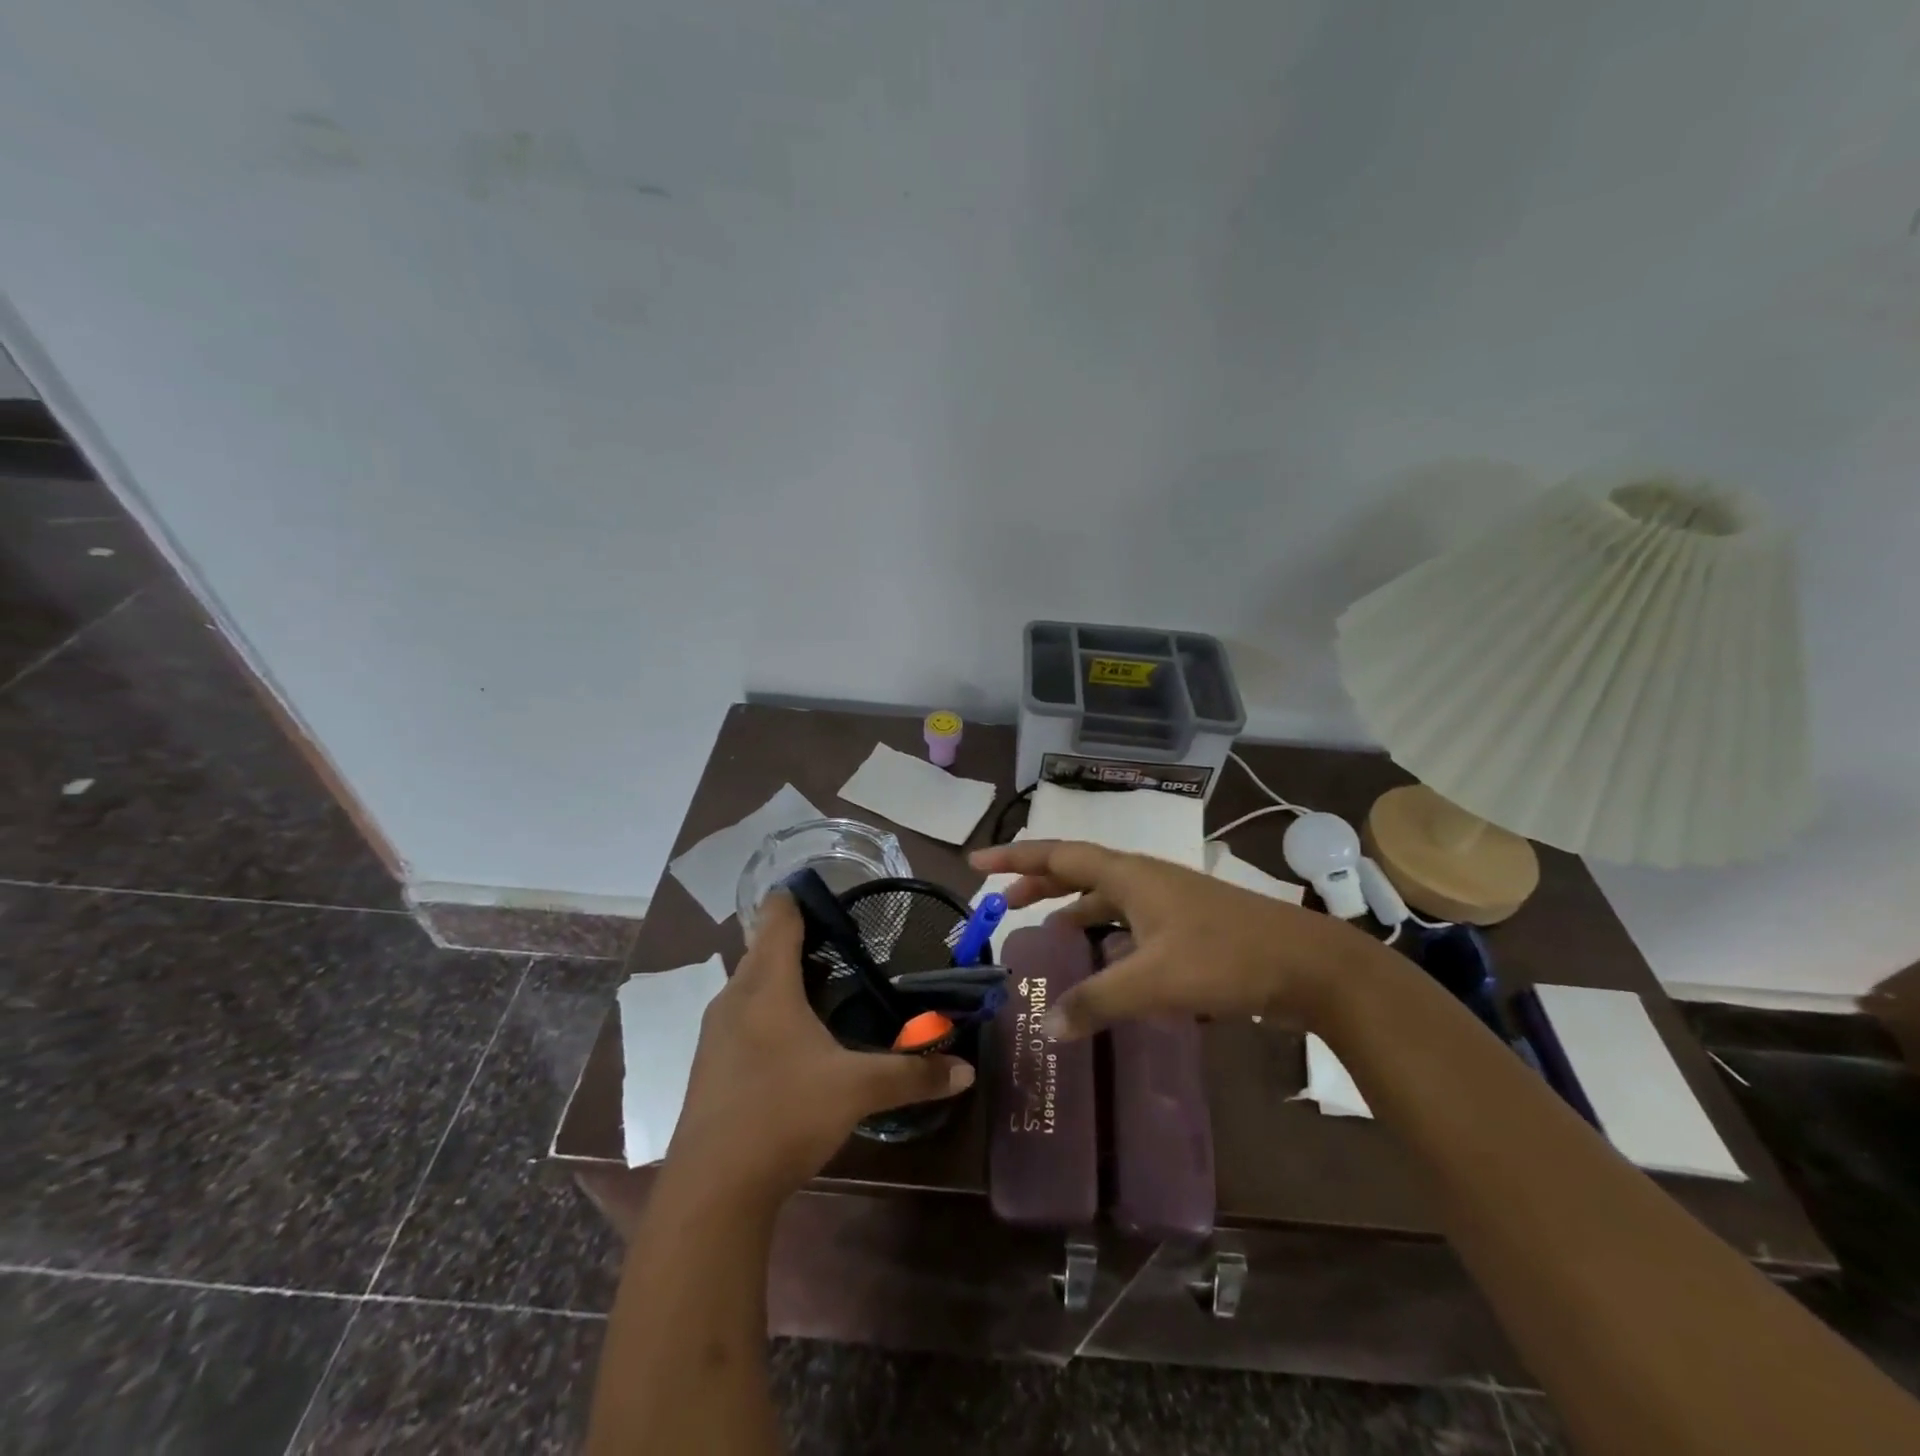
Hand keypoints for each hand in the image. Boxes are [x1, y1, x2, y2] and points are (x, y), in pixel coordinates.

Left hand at [664, 892, 973, 1203]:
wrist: (711, 1191)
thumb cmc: (783, 1115)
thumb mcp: (856, 1090)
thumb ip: (912, 1075)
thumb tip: (966, 1072)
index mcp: (766, 984)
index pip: (777, 916)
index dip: (800, 896)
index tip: (835, 895)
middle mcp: (735, 997)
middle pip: (764, 947)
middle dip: (802, 939)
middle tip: (848, 944)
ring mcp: (717, 1032)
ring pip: (752, 983)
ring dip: (784, 976)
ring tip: (829, 984)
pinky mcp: (711, 1064)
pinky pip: (744, 1015)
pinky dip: (770, 1009)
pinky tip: (797, 1037)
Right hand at [969, 839, 1392, 1039]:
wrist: (1308, 965)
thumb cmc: (1225, 958)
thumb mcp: (1153, 982)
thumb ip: (1096, 1002)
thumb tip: (1045, 1024)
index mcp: (1130, 874)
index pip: (1058, 855)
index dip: (1015, 857)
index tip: (977, 862)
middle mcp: (1145, 879)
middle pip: (1079, 870)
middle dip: (1039, 881)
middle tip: (1004, 900)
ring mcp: (1169, 902)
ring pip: (1107, 897)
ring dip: (1074, 908)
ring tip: (1047, 931)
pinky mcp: (1188, 927)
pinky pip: (1130, 921)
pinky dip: (1106, 933)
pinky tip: (1104, 962)